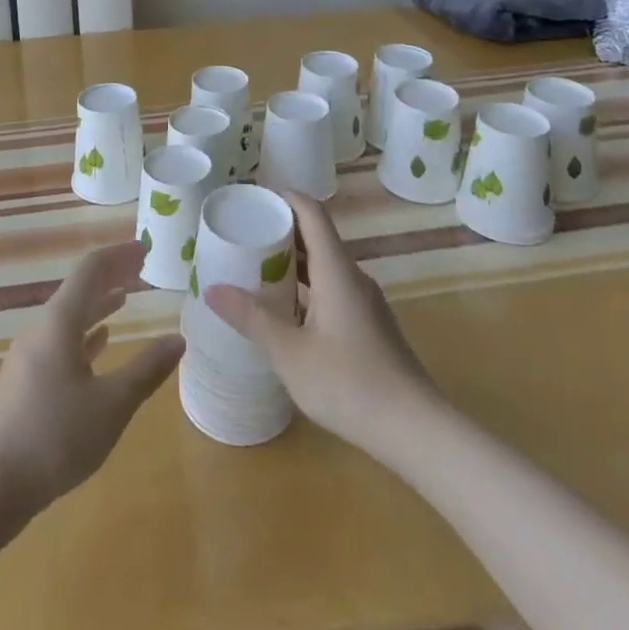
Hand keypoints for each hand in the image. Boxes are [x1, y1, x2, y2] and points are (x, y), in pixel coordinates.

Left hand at [0, 241, 183, 517]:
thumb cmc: (54, 438)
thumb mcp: (111, 406)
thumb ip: (146, 370)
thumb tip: (178, 339)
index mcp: (60, 323)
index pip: (91, 270)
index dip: (119, 255)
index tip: (146, 248)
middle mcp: (42, 329)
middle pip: (79, 289)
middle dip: (111, 275)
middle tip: (141, 269)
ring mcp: (29, 355)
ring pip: (69, 316)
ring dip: (98, 304)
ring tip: (125, 298)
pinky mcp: (24, 381)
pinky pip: (59, 341)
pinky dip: (84, 334)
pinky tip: (99, 342)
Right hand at [205, 190, 435, 451]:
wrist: (416, 431)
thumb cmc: (350, 383)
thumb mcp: (290, 353)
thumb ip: (251, 318)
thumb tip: (212, 289)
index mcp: (336, 269)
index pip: (311, 212)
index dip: (284, 198)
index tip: (253, 198)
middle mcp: (352, 277)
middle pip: (316, 237)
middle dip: (280, 232)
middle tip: (243, 236)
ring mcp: (364, 303)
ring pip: (324, 267)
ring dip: (292, 263)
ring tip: (255, 271)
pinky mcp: (369, 326)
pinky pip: (332, 289)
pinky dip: (306, 289)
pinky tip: (285, 313)